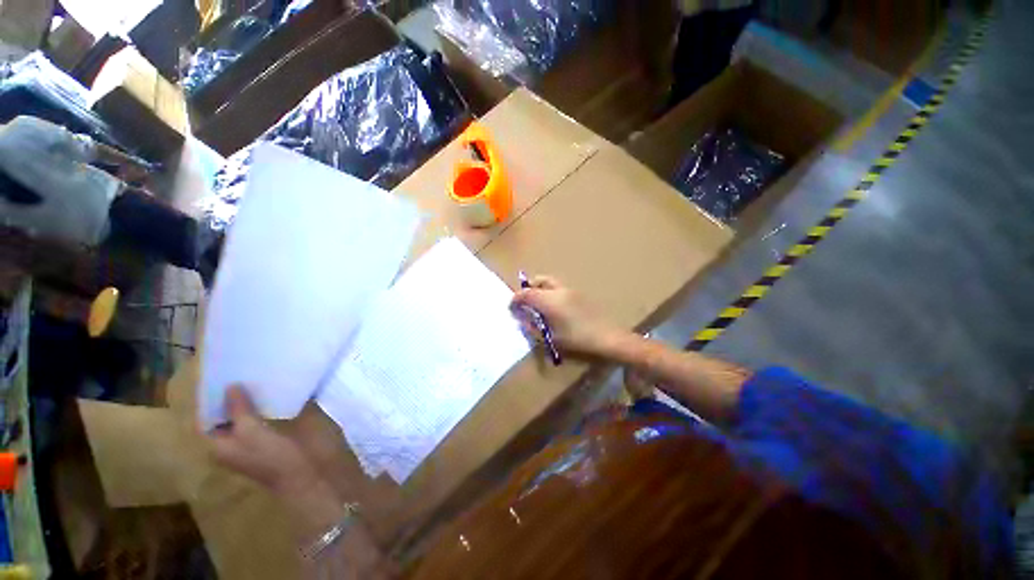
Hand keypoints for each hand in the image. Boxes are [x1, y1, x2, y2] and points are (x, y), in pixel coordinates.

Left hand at [207, 386, 319, 495]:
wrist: (301, 472)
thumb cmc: (271, 454)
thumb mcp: (251, 430)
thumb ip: (239, 409)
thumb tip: (230, 386)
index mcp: (219, 445)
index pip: (206, 420)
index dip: (209, 402)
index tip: (217, 379)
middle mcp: (231, 443)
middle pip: (224, 417)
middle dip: (229, 398)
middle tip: (238, 374)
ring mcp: (251, 440)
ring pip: (243, 416)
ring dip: (247, 401)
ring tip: (254, 379)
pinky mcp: (269, 437)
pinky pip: (259, 418)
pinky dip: (261, 406)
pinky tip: (270, 393)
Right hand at [511, 275, 627, 356]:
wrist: (608, 337)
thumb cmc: (577, 340)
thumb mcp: (551, 338)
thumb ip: (533, 328)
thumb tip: (522, 319)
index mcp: (550, 300)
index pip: (526, 293)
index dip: (515, 299)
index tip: (511, 307)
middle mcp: (559, 290)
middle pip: (538, 280)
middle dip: (528, 288)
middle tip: (524, 302)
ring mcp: (571, 290)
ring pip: (549, 282)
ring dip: (539, 289)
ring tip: (538, 306)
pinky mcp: (579, 294)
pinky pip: (558, 288)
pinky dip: (550, 293)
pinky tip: (554, 309)